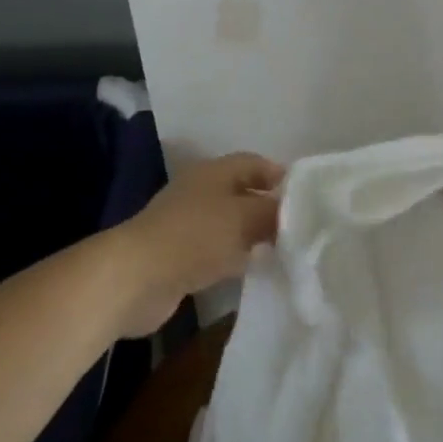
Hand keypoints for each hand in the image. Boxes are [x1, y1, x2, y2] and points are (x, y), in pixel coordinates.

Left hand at [102, 152, 283, 336]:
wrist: (136, 278)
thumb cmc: (195, 236)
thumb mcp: (245, 217)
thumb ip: (274, 212)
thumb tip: (295, 212)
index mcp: (214, 172)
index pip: (253, 163)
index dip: (279, 175)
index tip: (306, 196)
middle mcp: (200, 192)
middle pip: (242, 193)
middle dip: (268, 207)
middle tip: (300, 225)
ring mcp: (187, 225)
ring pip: (230, 224)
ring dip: (252, 234)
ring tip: (284, 249)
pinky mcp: (180, 257)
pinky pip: (217, 251)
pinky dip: (235, 257)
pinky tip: (254, 270)